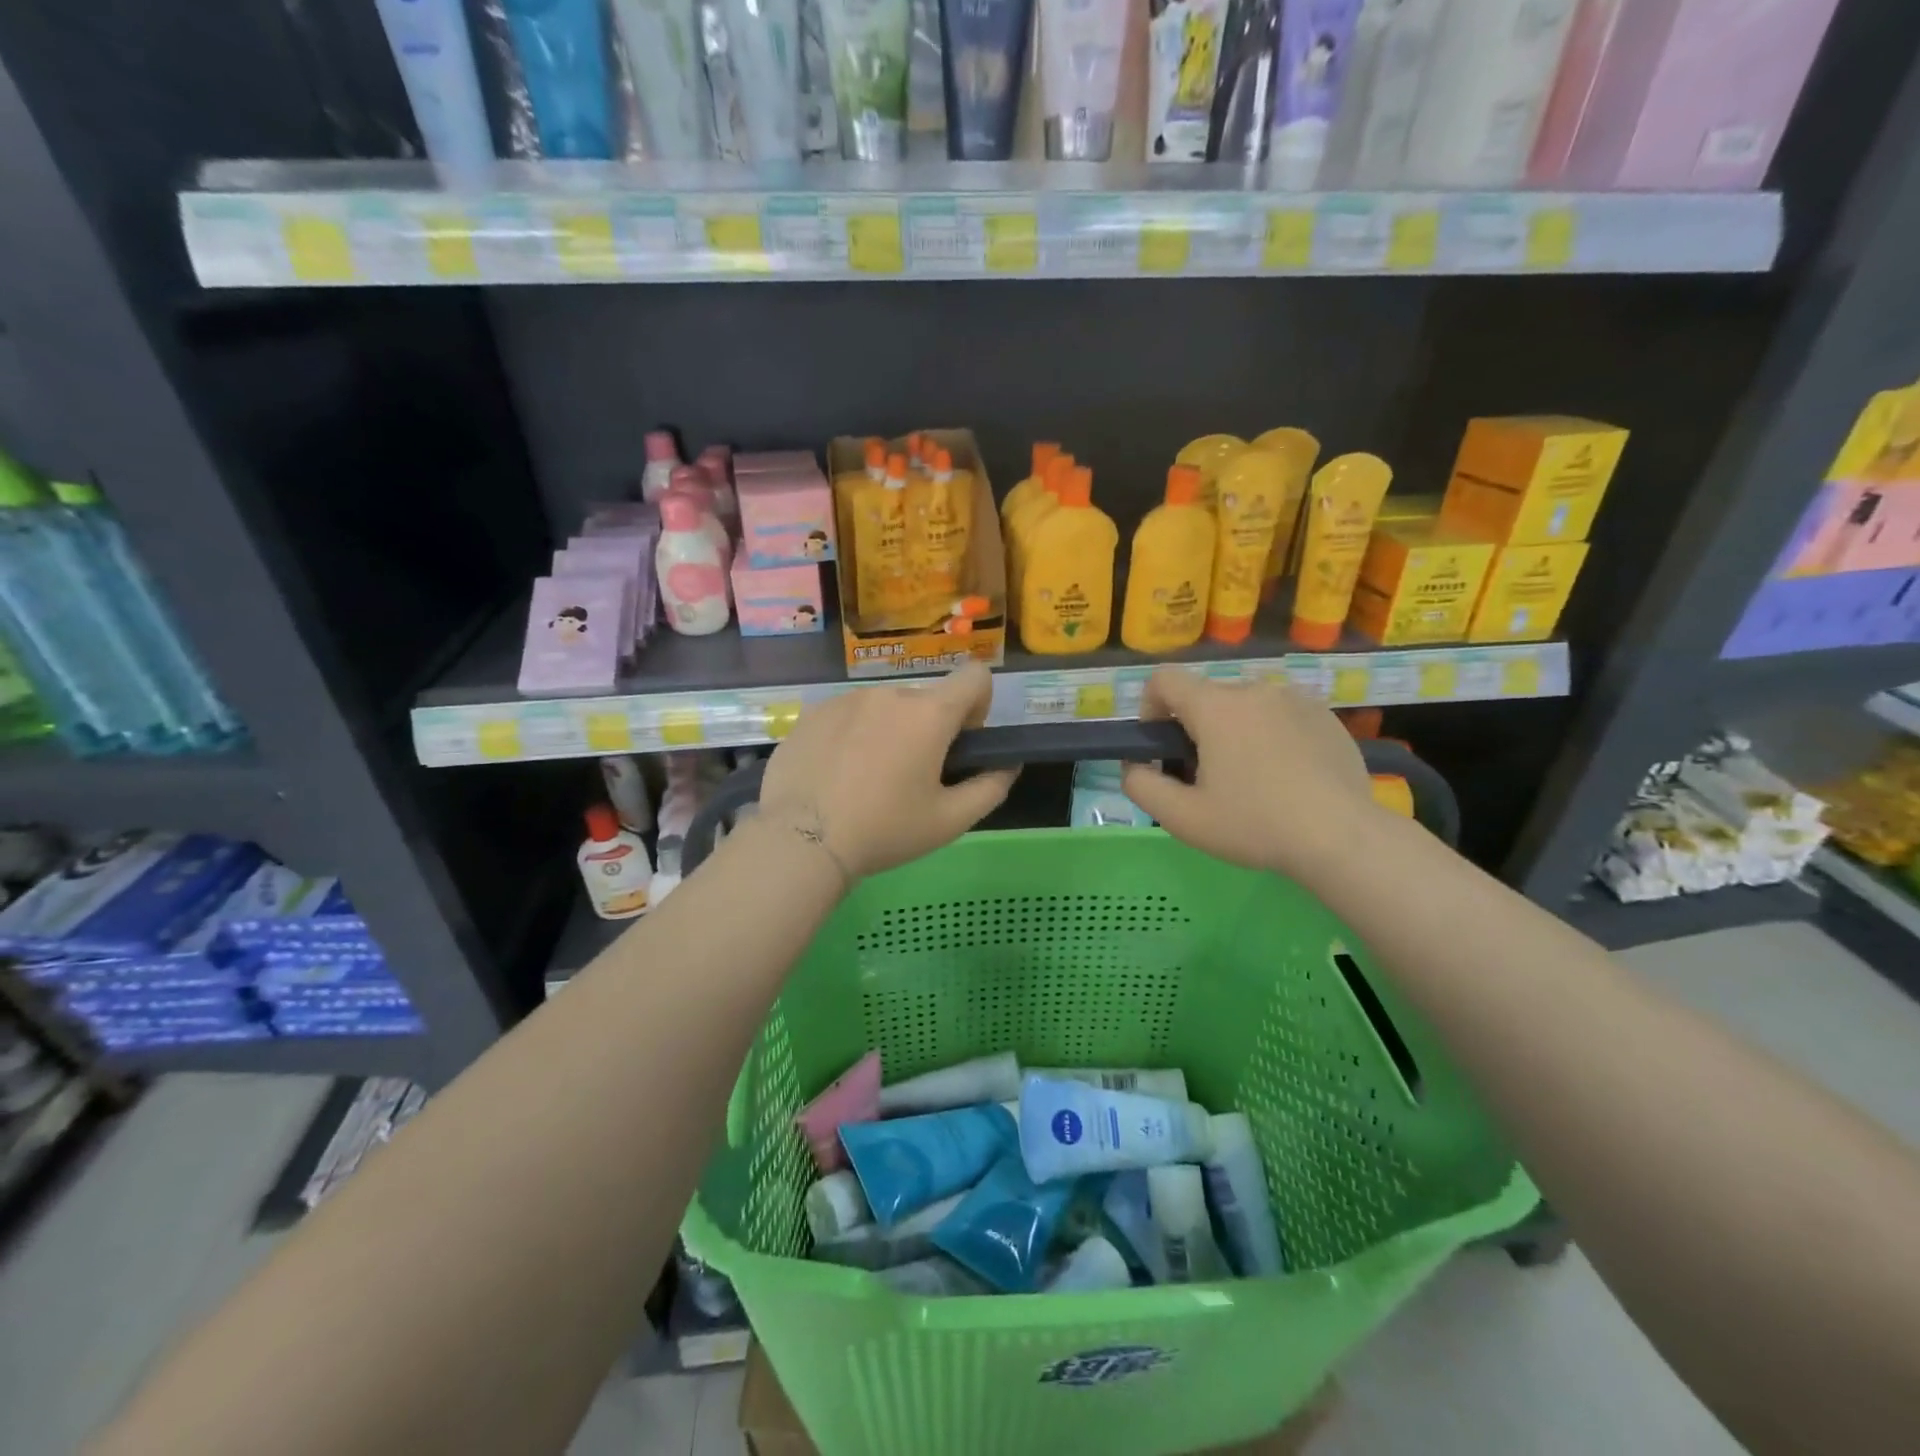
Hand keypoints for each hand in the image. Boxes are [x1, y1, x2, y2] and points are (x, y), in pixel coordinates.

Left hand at [756, 664, 1016, 879]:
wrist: (801, 840)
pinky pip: (846, 716)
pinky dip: (851, 737)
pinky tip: (835, 776)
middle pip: (924, 700)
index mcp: (928, 714)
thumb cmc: (884, 830)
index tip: (960, 743)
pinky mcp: (810, 714)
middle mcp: (887, 694)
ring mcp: (844, 700)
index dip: (978, 706)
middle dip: (928, 729)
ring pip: (883, 708)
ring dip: (888, 732)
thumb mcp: (950, 821)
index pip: (974, 677)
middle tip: (910, 777)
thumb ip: (990, 788)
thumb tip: (1007, 765)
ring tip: (866, 780)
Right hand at [1120, 666, 1380, 878]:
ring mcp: (1296, 699)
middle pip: (1206, 697)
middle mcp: (1255, 689)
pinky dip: (1271, 737)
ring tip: (1251, 780)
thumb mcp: (1183, 817)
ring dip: (1234, 732)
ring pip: (1245, 707)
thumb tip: (1133, 765)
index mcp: (1216, 707)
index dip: (1149, 707)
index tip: (1161, 746)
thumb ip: (1141, 786)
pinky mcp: (1326, 716)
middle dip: (1195, 729)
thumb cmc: (1255, 825)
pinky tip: (1287, 778)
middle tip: (1207, 778)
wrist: (1343, 838)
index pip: (1164, 679)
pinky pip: (1281, 716)